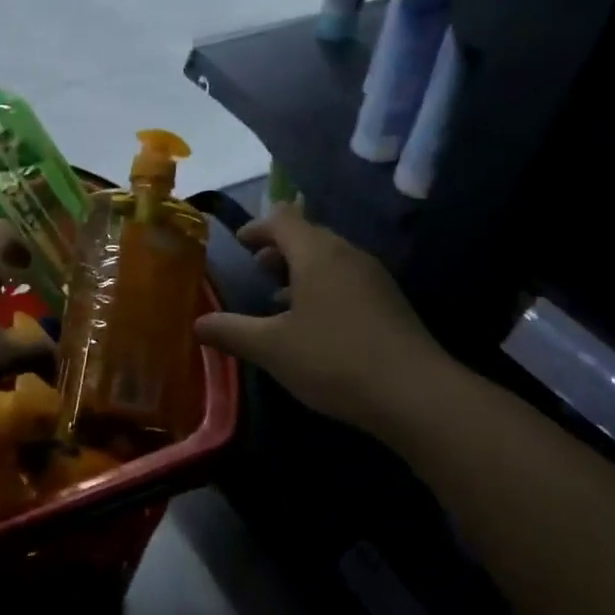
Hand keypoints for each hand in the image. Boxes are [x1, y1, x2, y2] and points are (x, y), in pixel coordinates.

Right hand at [194, 205, 456, 430]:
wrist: (417, 395)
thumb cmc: (334, 359)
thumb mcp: (272, 348)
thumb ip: (231, 331)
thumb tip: (197, 324)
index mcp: (317, 253)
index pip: (282, 219)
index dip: (257, 227)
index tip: (239, 244)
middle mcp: (347, 255)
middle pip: (308, 236)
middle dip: (278, 249)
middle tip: (255, 268)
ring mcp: (374, 278)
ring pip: (330, 260)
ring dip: (301, 270)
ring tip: (278, 297)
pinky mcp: (390, 303)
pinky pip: (347, 280)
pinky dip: (323, 288)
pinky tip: (314, 323)